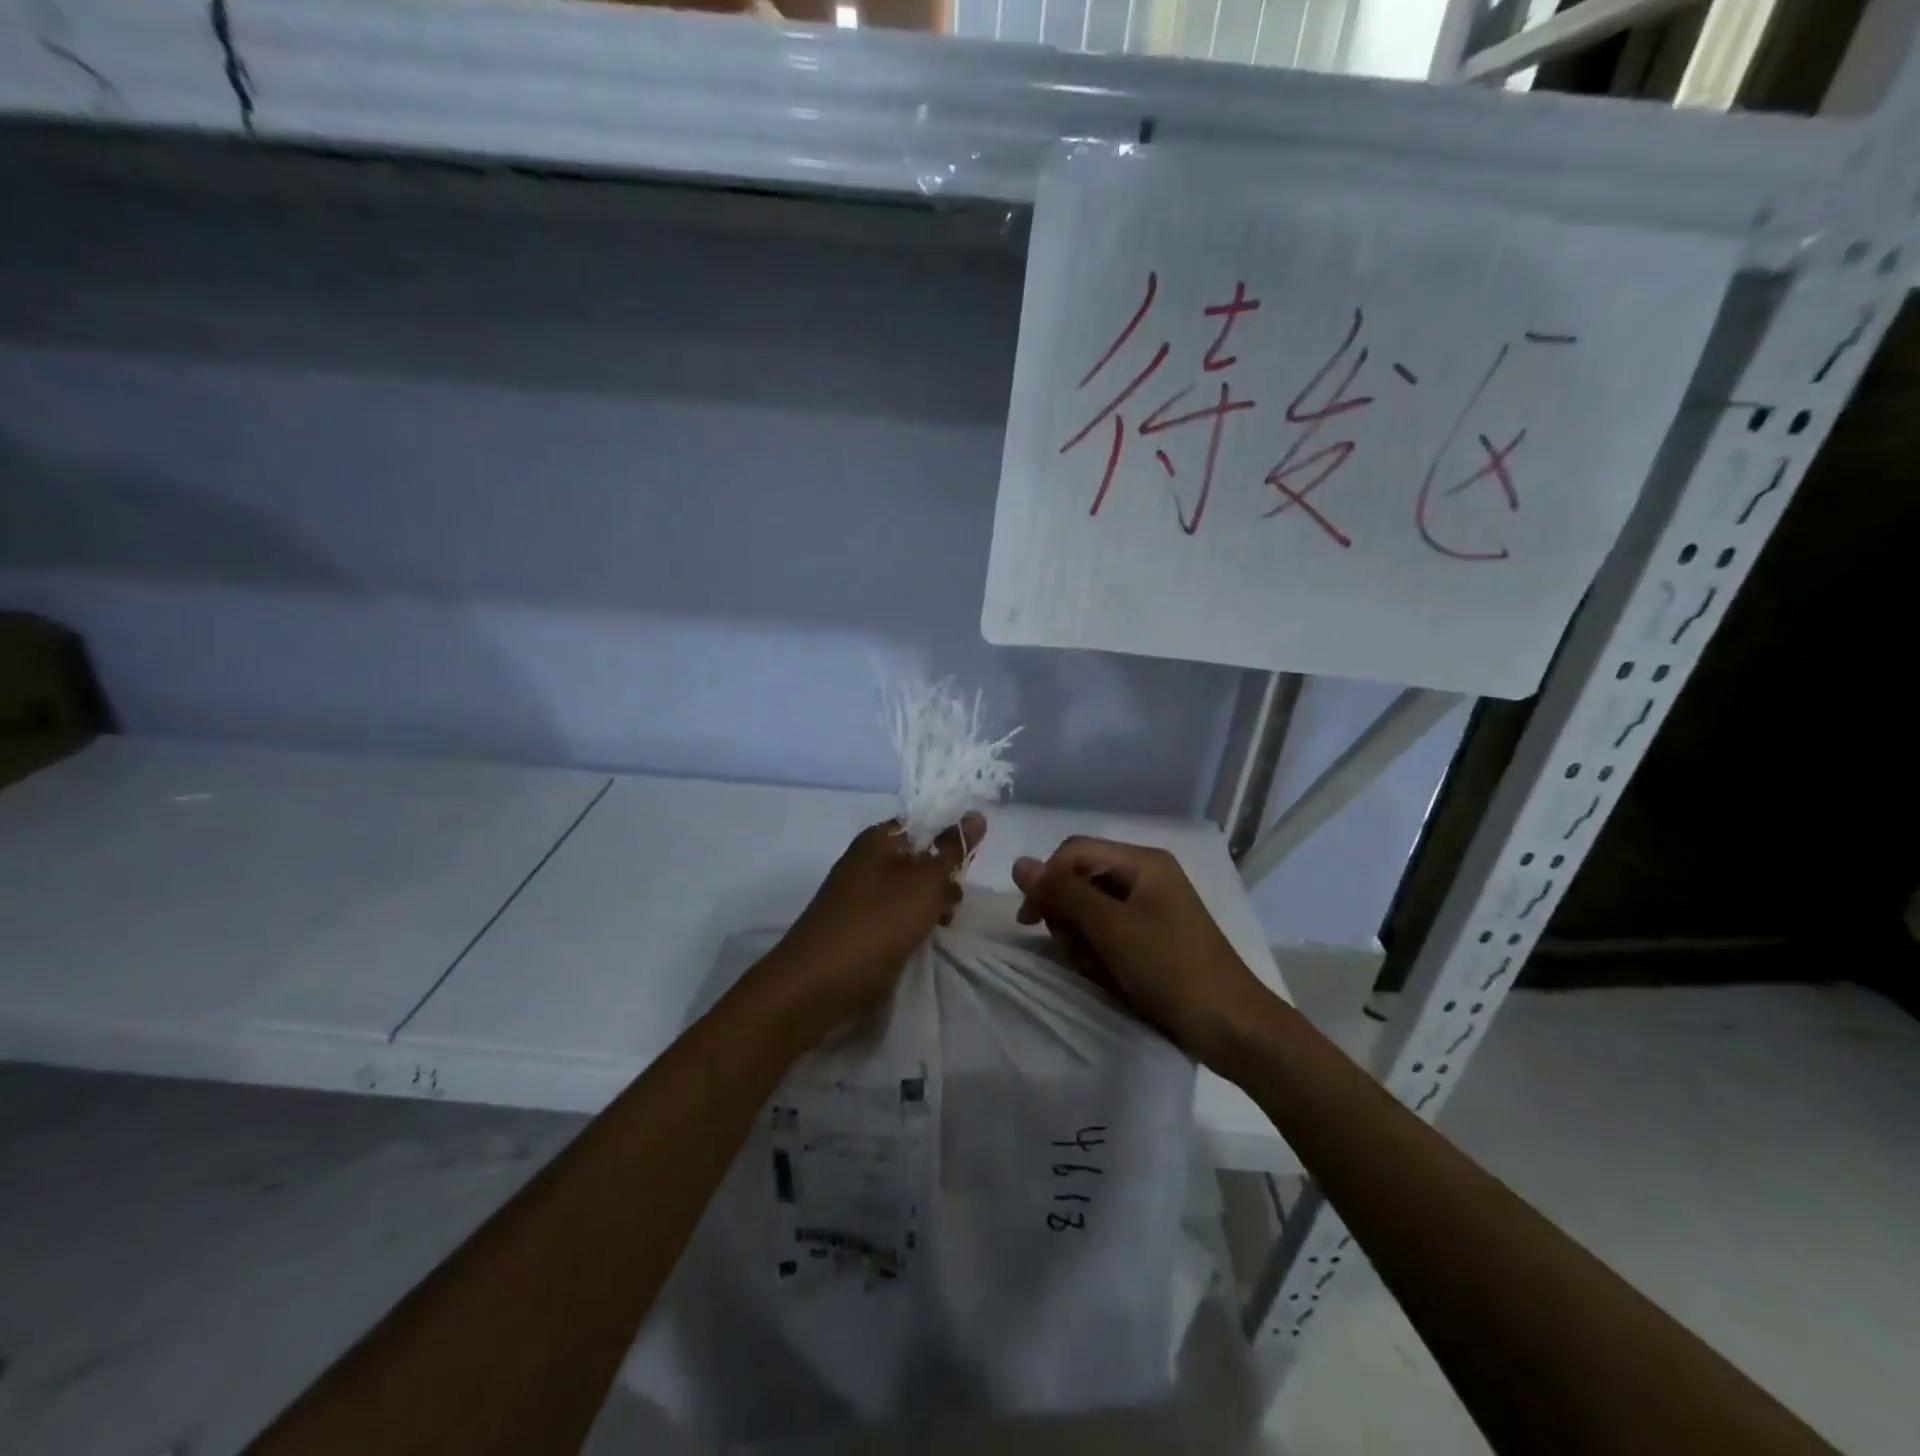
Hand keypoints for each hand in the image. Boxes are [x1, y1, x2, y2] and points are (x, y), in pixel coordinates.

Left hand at [770, 812, 984, 1030]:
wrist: (818, 983)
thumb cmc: (878, 922)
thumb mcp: (925, 882)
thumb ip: (952, 850)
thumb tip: (976, 815)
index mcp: (878, 838)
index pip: (924, 824)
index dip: (951, 839)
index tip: (970, 864)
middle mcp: (865, 859)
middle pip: (917, 857)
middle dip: (943, 876)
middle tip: (955, 900)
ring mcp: (858, 893)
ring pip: (908, 888)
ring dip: (930, 902)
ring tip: (943, 924)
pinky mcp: (856, 925)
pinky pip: (893, 913)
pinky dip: (911, 922)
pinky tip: (921, 939)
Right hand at [1012, 837, 1272, 1068]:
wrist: (1232, 1028)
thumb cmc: (1171, 968)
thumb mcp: (1111, 927)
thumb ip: (1063, 892)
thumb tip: (1019, 864)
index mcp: (1143, 862)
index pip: (1074, 852)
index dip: (1047, 879)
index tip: (1030, 921)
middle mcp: (1147, 877)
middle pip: (1083, 879)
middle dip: (1067, 913)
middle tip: (1070, 948)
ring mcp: (1152, 910)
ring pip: (1092, 910)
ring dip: (1081, 938)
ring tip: (1093, 967)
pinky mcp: (1154, 940)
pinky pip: (1110, 933)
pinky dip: (1100, 952)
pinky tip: (1106, 976)